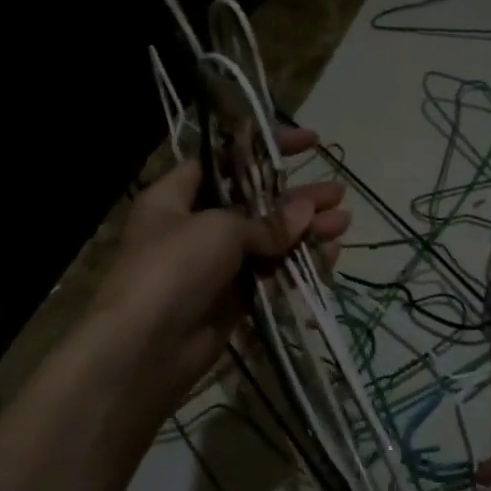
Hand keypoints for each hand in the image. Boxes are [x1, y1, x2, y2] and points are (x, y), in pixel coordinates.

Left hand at [94, 126, 348, 411]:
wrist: (146, 348)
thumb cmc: (174, 267)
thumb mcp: (220, 229)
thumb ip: (267, 221)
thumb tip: (307, 213)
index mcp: (176, 197)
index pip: (224, 160)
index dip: (263, 148)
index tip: (306, 142)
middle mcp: (195, 227)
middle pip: (254, 203)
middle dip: (297, 197)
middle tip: (337, 192)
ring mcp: (216, 266)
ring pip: (269, 241)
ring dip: (306, 231)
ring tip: (344, 221)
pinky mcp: (234, 300)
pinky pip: (272, 274)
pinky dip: (300, 263)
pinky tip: (331, 254)